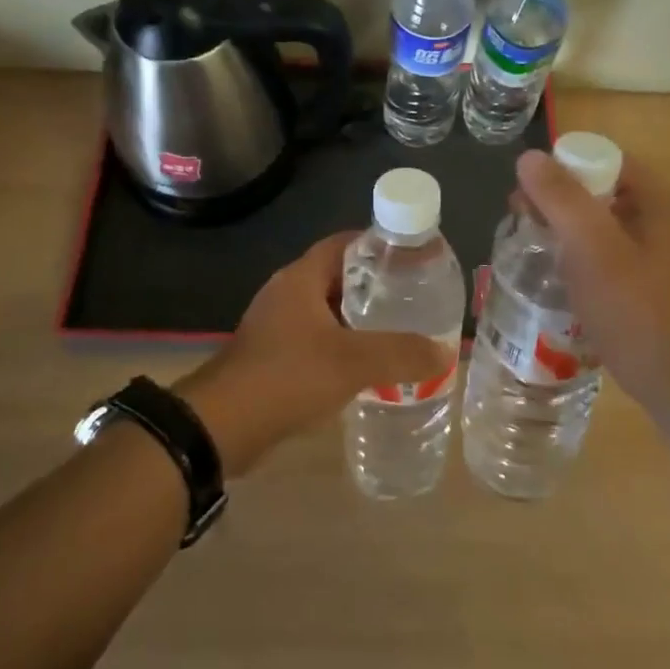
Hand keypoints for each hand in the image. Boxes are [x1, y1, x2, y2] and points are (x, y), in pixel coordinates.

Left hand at [176, 233, 450, 474]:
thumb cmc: (288, 376)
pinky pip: (315, 339)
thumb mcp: (353, 362)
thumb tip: (446, 352)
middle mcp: (287, 293)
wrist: (223, 425)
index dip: (378, 245)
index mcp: (301, 278)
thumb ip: (401, 354)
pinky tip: (366, 368)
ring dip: (359, 320)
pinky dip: (341, 346)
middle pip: (338, 276)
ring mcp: (276, 325)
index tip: (412, 258)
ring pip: (327, 311)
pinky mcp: (273, 355)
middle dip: (375, 286)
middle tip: (414, 298)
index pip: (344, 243)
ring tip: (399, 332)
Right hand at [513, 150, 669, 399]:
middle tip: (520, 219)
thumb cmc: (634, 310)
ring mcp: (652, 249)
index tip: (528, 193)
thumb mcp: (593, 249)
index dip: (563, 167)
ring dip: (561, 224)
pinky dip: (574, 250)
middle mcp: (659, 217)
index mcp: (658, 201)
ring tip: (529, 244)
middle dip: (556, 198)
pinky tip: (552, 270)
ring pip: (596, 219)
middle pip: (598, 187)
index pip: (604, 159)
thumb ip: (561, 200)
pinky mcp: (641, 277)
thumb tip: (529, 157)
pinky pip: (601, 247)